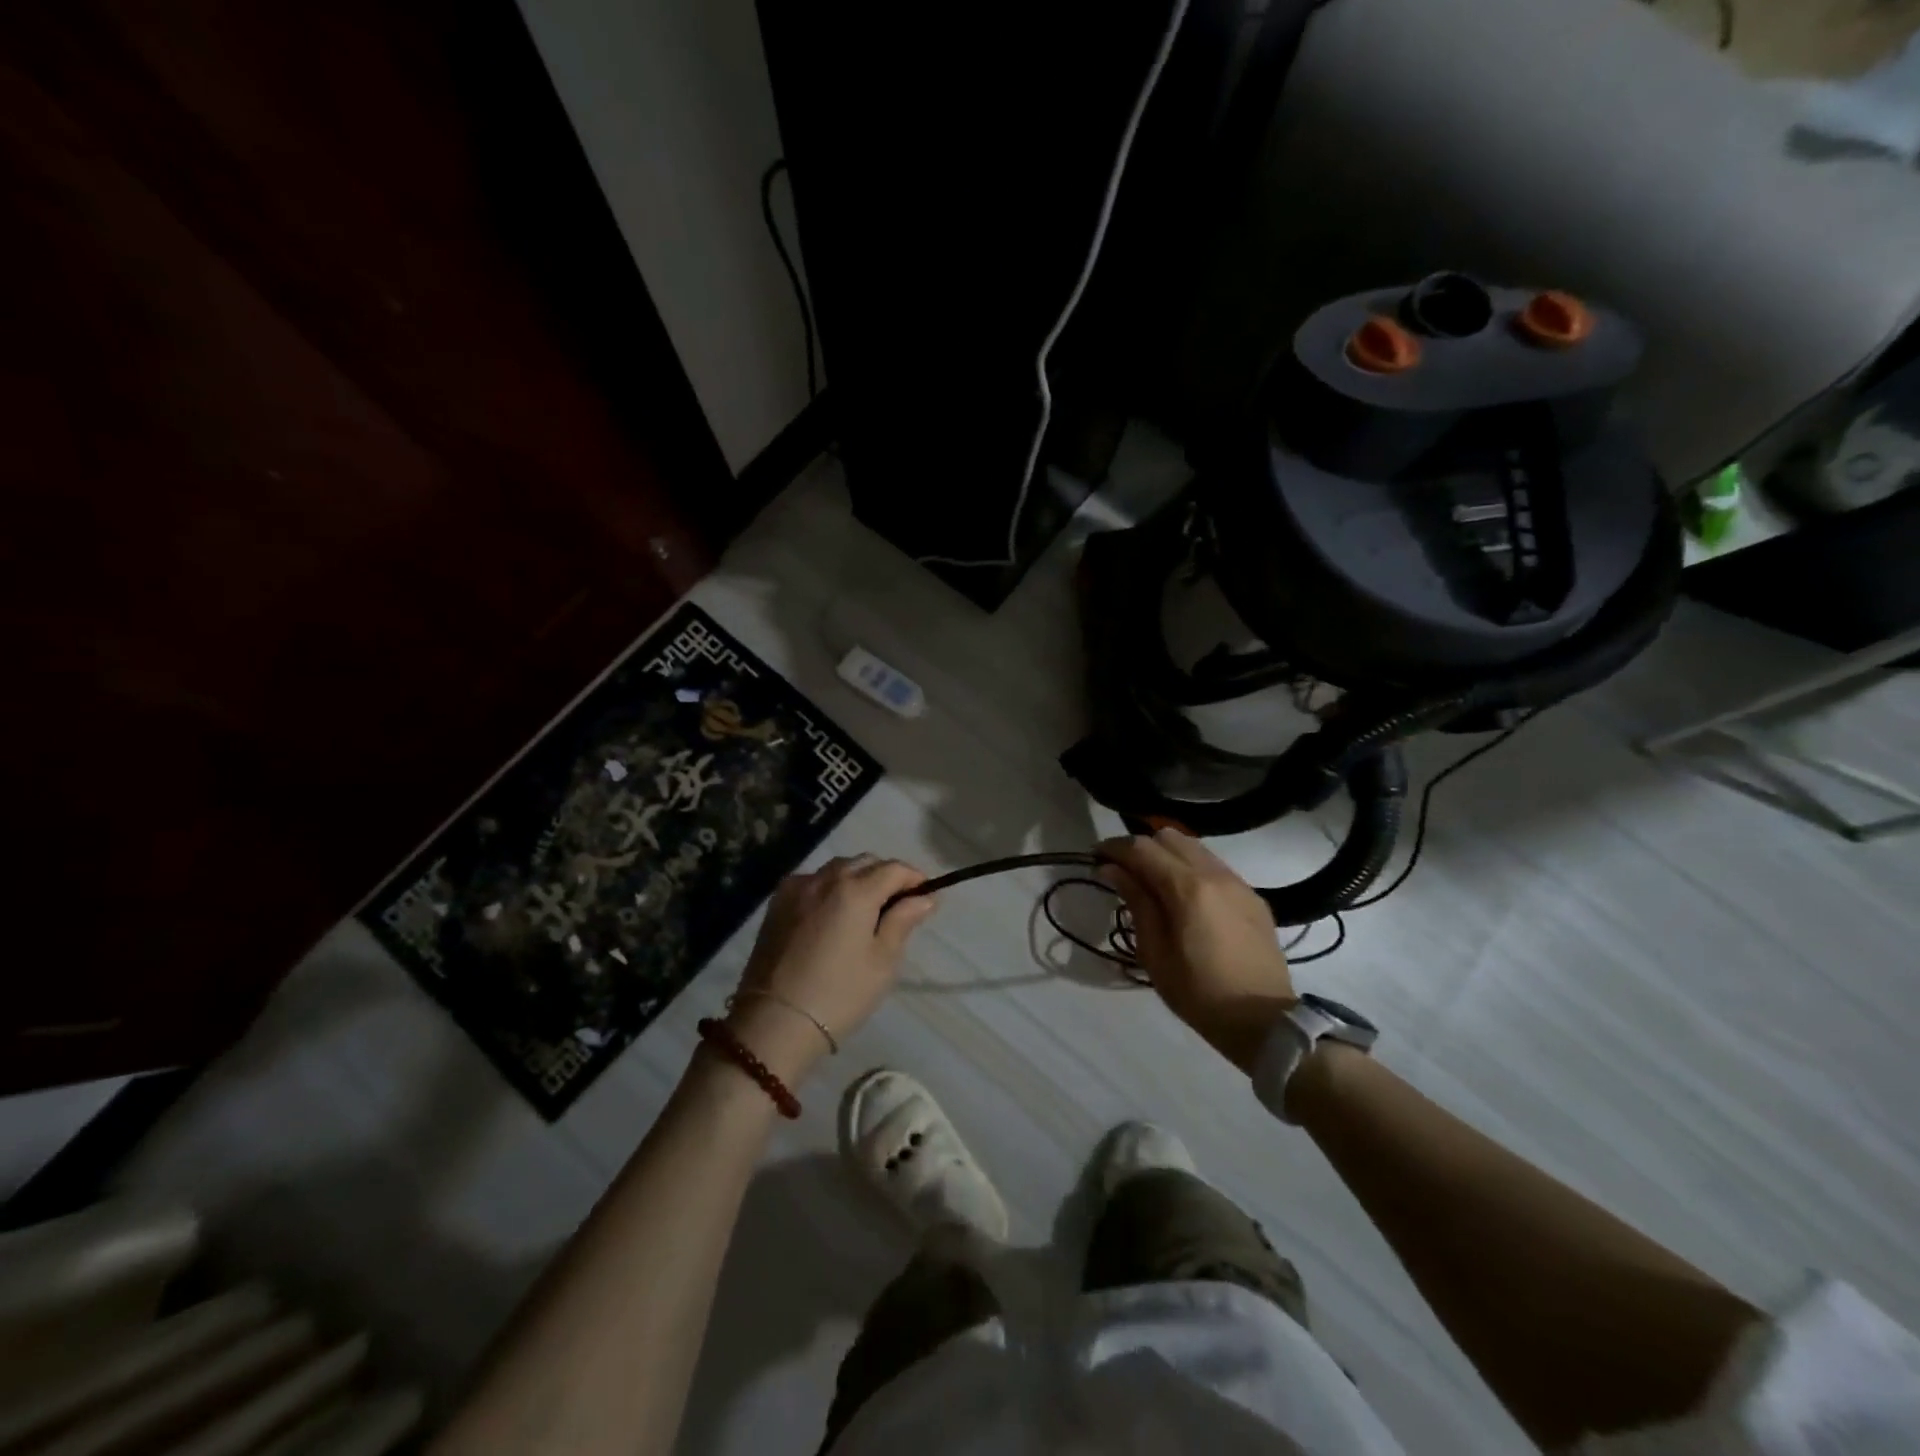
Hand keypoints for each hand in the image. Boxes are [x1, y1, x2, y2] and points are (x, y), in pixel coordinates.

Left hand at [724, 854, 935, 1085]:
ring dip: (857, 878)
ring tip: (865, 909)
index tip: (926, 897)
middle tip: (897, 905)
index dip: (915, 878)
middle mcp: (825, 878)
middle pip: (865, 862)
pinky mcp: (777, 903)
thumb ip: (903, 921)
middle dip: (886, 875)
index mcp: (855, 890)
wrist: (774, 1023)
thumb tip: (925, 897)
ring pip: (837, 868)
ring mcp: (797, 888)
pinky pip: (812, 881)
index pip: (895, 869)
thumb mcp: (882, 962)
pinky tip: (832, 913)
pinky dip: (830, 887)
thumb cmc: (839, 995)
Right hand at [1097, 829, 1295, 1073]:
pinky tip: (1184, 895)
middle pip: (1169, 837)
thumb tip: (1112, 869)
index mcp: (1187, 888)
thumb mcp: (1155, 953)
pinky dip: (1191, 868)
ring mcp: (1238, 882)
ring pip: (1195, 847)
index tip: (1095, 856)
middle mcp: (1215, 874)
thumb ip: (1136, 902)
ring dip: (1167, 854)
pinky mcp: (1253, 896)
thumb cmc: (1199, 993)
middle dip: (1141, 846)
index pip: (1142, 848)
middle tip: (1123, 870)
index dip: (1114, 847)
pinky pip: (1215, 866)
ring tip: (1152, 880)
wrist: (1264, 1021)